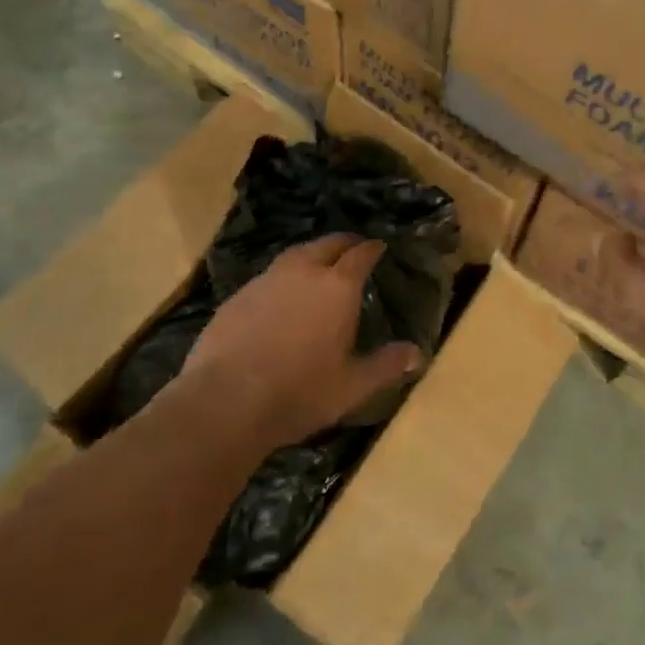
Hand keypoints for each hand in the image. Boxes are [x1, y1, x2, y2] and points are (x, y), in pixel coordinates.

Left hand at [179, 234, 420, 450]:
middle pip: (326, 244)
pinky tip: (280, 297)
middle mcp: (303, 272)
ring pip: (294, 255)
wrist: (226, 400)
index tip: (379, 246)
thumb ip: (386, 366)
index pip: (360, 255)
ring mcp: (266, 280)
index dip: (372, 248)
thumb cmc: (300, 392)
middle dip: (343, 243)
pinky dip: (282, 279)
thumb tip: (418, 354)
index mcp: (337, 287)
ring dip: (310, 255)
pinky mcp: (237, 296)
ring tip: (317, 266)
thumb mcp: (352, 385)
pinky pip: (268, 276)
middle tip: (352, 247)